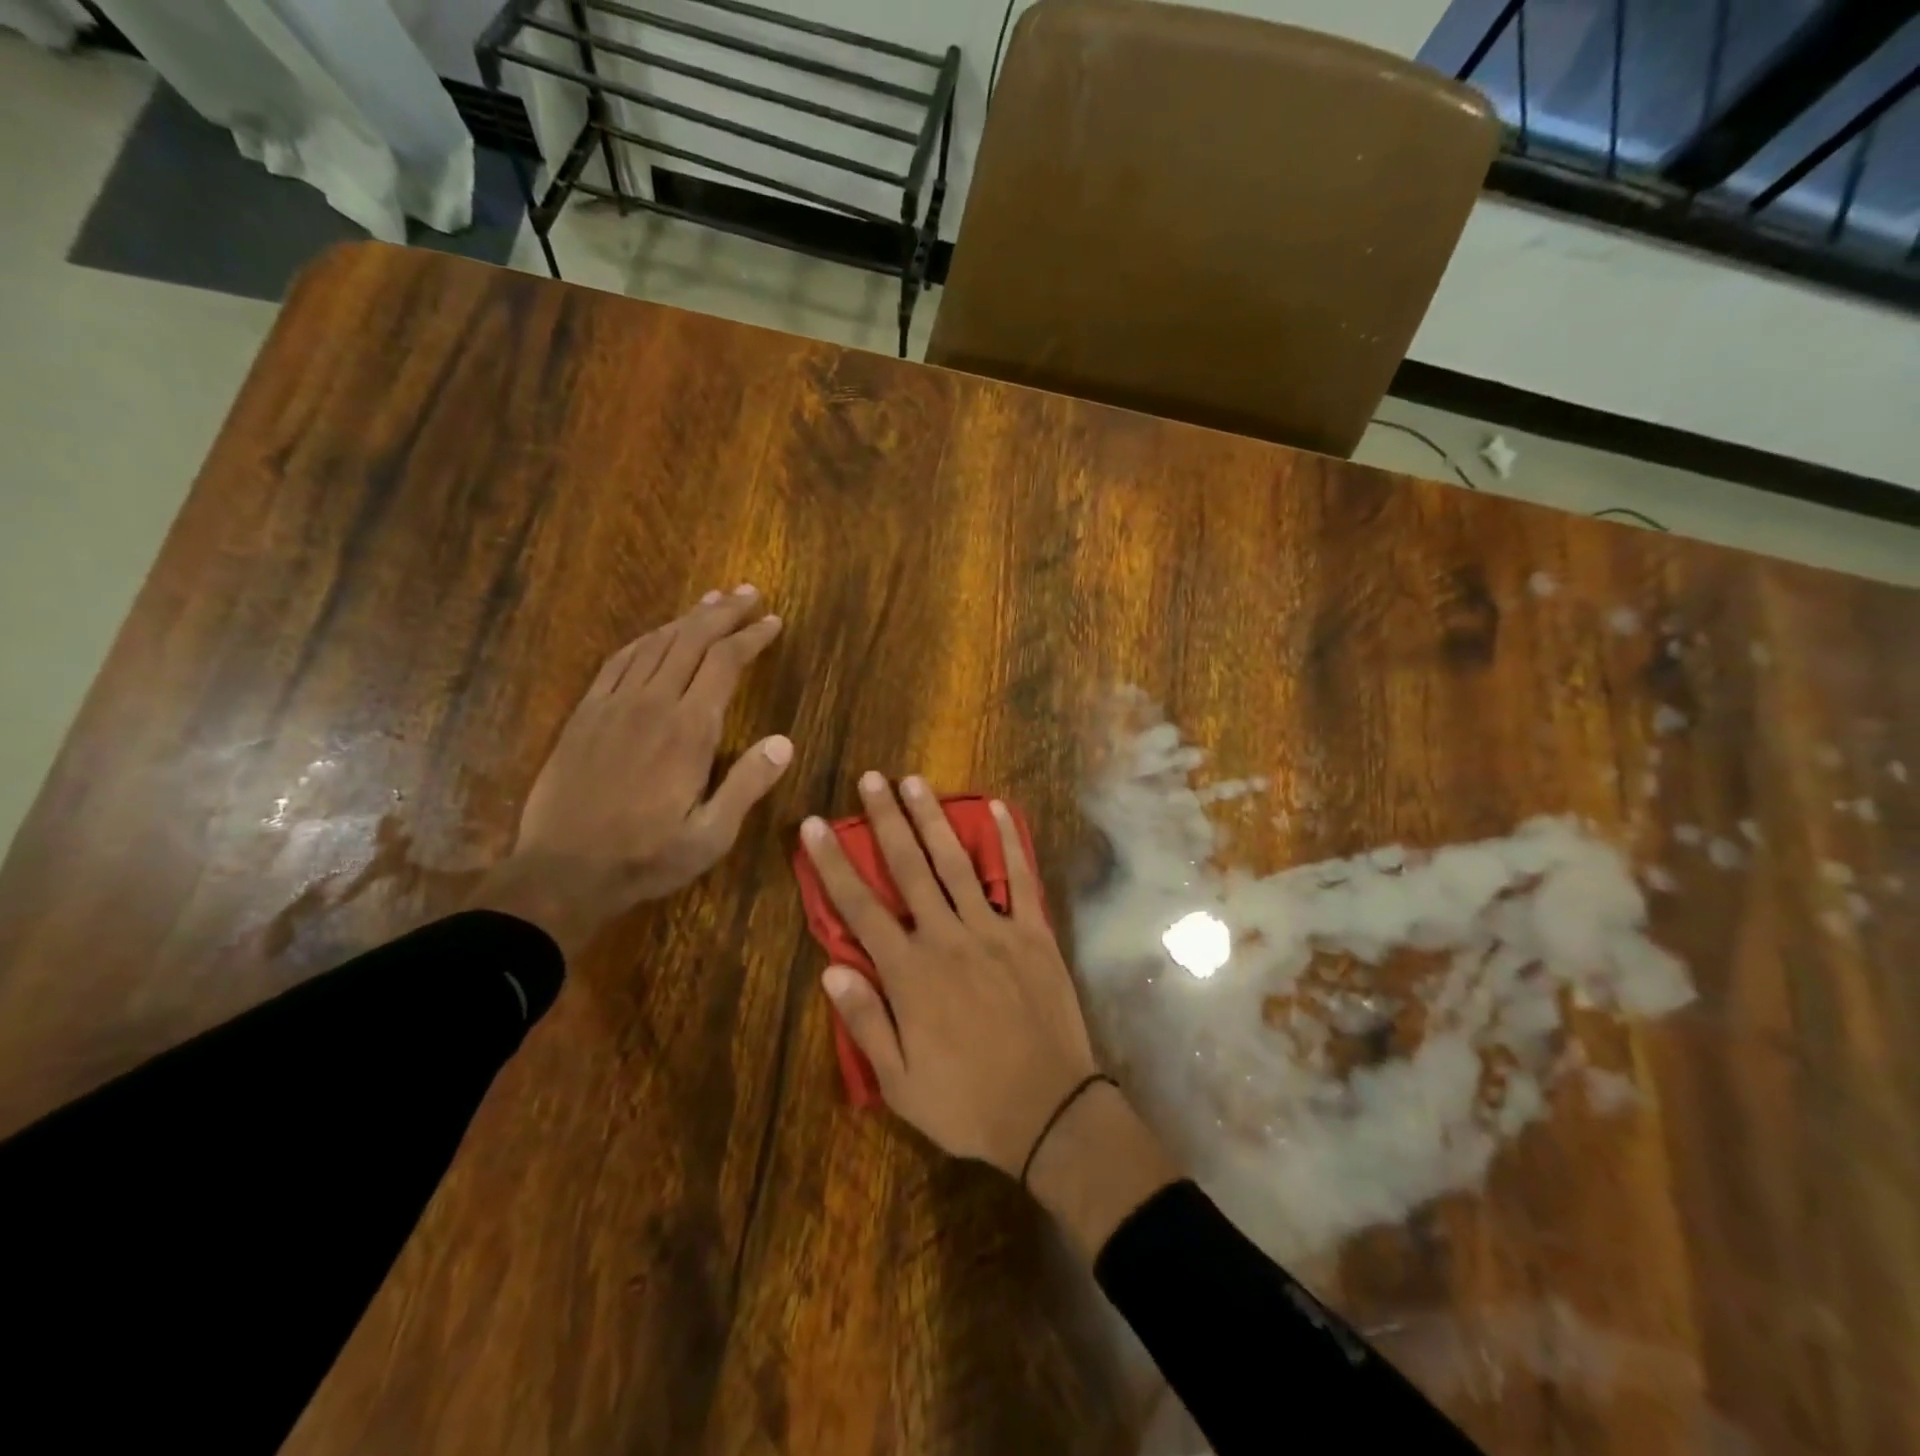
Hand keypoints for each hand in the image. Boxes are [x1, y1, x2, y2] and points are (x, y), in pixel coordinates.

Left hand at [474, 586, 792, 956]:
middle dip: (724, 613)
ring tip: (712, 601)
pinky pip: (618, 661)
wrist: (562, 872)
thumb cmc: (646, 858)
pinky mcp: (586, 714)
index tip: (772, 621)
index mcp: (689, 731)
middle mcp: (653, 704)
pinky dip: (645, 639)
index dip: (751, 637)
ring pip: (656, 644)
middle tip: (748, 593)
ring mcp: (614, 705)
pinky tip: (658, 634)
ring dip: (687, 618)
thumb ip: (748, 785)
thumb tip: (784, 742)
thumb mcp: (711, 835)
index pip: (725, 664)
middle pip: (692, 641)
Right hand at [801, 772, 1099, 1174]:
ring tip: (914, 781)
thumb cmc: (967, 1102)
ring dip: (933, 819)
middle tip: (871, 779)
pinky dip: (1009, 841)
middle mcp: (947, 938)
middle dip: (886, 821)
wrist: (1049, 1112)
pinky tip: (997, 808)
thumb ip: (865, 1022)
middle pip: (909, 869)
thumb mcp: (899, 1082)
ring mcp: (994, 930)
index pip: (859, 908)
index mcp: (909, 973)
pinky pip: (1021, 878)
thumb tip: (830, 969)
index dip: (833, 864)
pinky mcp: (1033, 934)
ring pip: (957, 863)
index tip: (815, 824)